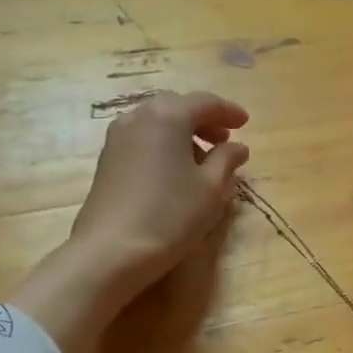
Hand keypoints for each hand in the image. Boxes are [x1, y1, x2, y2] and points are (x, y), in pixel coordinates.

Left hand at [69, 91, 249, 291]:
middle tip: (223, 140)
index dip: (229, 111)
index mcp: (168, 115)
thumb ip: (227, 161)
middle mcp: (138, 117)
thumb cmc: (170, 215)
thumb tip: (237, 147)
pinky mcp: (106, 161)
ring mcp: (117, 138)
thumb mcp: (211, 189)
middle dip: (203, 121)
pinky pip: (142, 141)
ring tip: (200, 161)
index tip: (246, 123)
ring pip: (156, 124)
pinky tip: (173, 173)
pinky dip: (162, 147)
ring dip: (181, 135)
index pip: (205, 102)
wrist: (111, 250)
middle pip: (177, 108)